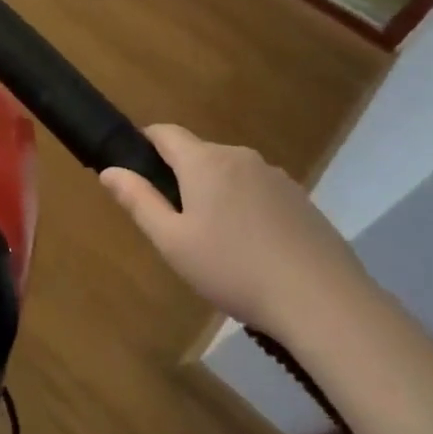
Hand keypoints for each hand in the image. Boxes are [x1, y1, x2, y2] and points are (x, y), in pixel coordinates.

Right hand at [100, 125, 368, 339]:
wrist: (323, 301)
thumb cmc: (234, 270)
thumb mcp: (172, 242)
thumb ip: (138, 201)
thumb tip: (109, 170)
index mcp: (204, 162)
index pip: (165, 132)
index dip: (145, 143)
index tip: (135, 170)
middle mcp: (239, 157)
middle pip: (198, 154)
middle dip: (181, 177)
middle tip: (176, 223)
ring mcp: (275, 176)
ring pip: (230, 173)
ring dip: (216, 193)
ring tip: (217, 242)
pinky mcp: (301, 199)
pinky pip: (259, 191)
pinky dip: (247, 208)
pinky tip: (254, 249)